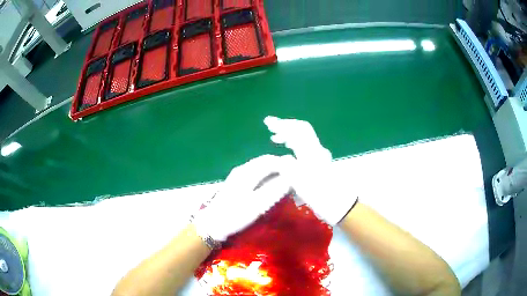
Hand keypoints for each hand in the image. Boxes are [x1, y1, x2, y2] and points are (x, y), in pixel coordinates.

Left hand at [192, 155, 292, 241]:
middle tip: (296, 179)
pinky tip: (272, 188)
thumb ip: (275, 189)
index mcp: (247, 171)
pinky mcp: (238, 183)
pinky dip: (268, 178)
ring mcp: (239, 175)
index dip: (287, 164)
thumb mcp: (258, 204)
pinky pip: (257, 175)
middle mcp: (243, 169)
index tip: (300, 173)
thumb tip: (293, 176)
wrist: (212, 225)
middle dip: (283, 168)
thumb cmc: (235, 215)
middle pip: (267, 162)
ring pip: (262, 168)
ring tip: (287, 184)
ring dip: (276, 173)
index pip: (272, 160)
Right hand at [264, 116, 356, 224]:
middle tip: (269, 127)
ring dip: (289, 134)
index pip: (297, 130)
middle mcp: (316, 150)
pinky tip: (288, 148)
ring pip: (303, 137)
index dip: (282, 124)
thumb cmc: (320, 195)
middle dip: (285, 126)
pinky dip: (294, 143)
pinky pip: (305, 146)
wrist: (339, 204)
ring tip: (275, 138)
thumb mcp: (300, 183)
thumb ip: (289, 168)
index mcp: (311, 152)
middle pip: (301, 130)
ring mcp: (319, 155)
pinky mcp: (320, 162)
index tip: (267, 123)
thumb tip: (282, 159)